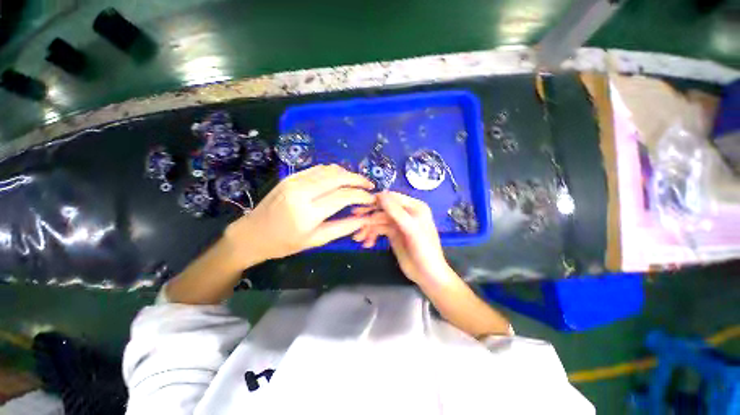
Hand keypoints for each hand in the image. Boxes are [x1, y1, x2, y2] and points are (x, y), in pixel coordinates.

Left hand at [225, 164, 374, 266]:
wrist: (252, 234)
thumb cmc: (284, 243)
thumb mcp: (316, 241)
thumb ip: (343, 228)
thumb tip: (365, 219)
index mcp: (308, 213)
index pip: (343, 196)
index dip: (362, 196)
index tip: (372, 199)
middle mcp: (302, 192)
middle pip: (338, 177)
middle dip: (358, 179)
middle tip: (370, 185)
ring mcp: (294, 180)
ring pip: (329, 170)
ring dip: (347, 174)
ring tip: (358, 183)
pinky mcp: (291, 176)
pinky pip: (318, 169)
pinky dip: (333, 171)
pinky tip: (340, 178)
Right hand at [352, 191, 453, 285]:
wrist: (427, 275)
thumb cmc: (424, 250)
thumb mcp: (411, 229)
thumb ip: (396, 211)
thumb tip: (380, 194)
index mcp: (415, 207)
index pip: (393, 197)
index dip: (377, 200)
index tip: (361, 204)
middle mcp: (406, 213)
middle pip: (383, 209)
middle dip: (369, 216)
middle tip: (355, 220)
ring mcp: (398, 224)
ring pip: (379, 220)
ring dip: (368, 228)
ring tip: (358, 238)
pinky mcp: (393, 234)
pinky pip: (379, 230)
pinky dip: (372, 235)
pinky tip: (367, 243)